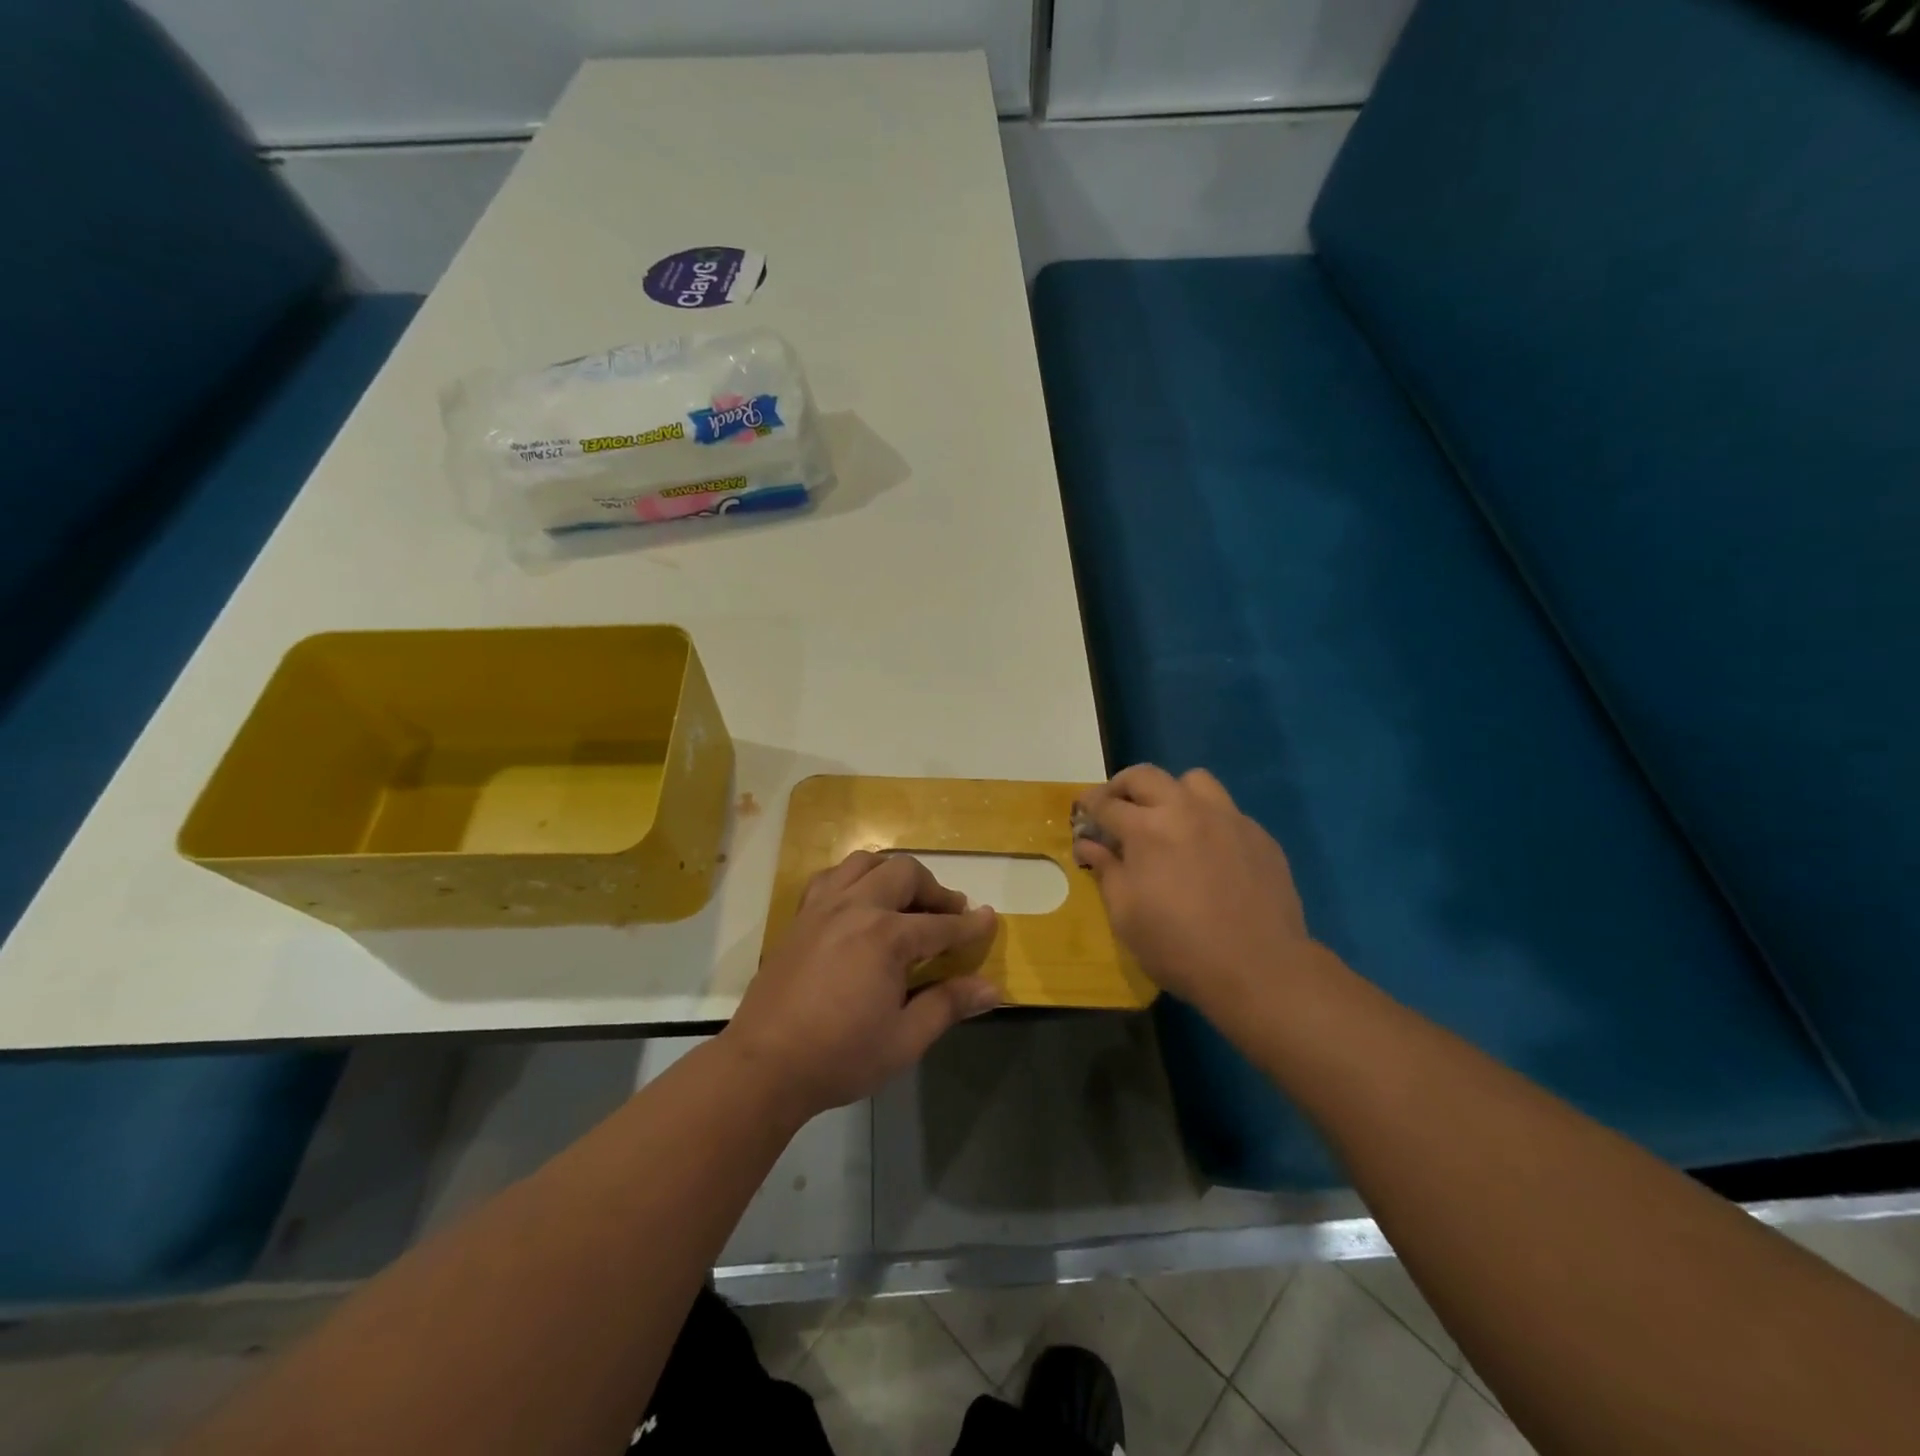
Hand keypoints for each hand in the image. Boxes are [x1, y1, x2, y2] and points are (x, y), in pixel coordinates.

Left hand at [722, 852, 999, 1120]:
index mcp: (886, 937)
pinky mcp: (800, 917)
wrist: (763, 1066)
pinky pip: (831, 877)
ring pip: (865, 863)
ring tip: (905, 901)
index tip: (990, 920)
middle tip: (948, 914)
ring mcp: (823, 907)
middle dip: (934, 890)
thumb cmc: (839, 1057)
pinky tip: (858, 903)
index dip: (971, 925)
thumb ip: (948, 1004)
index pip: (942, 924)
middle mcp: (856, 907)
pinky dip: (853, 878)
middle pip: (905, 874)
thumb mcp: (904, 1039)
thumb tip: (992, 988)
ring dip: (893, 874)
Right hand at [1074, 765, 1317, 1014]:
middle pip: (1146, 776)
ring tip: (1167, 820)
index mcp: (1147, 829)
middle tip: (1116, 809)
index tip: (1082, 813)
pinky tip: (1207, 852)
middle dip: (1122, 787)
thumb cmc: (1178, 947)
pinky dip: (1207, 820)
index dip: (1088, 806)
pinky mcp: (1259, 835)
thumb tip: (1089, 845)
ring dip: (1171, 793)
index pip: (1106, 803)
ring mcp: (1228, 818)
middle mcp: (1186, 810)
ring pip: (1193, 781)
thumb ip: (1105, 870)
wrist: (1260, 969)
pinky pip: (1226, 811)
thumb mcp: (1125, 915)